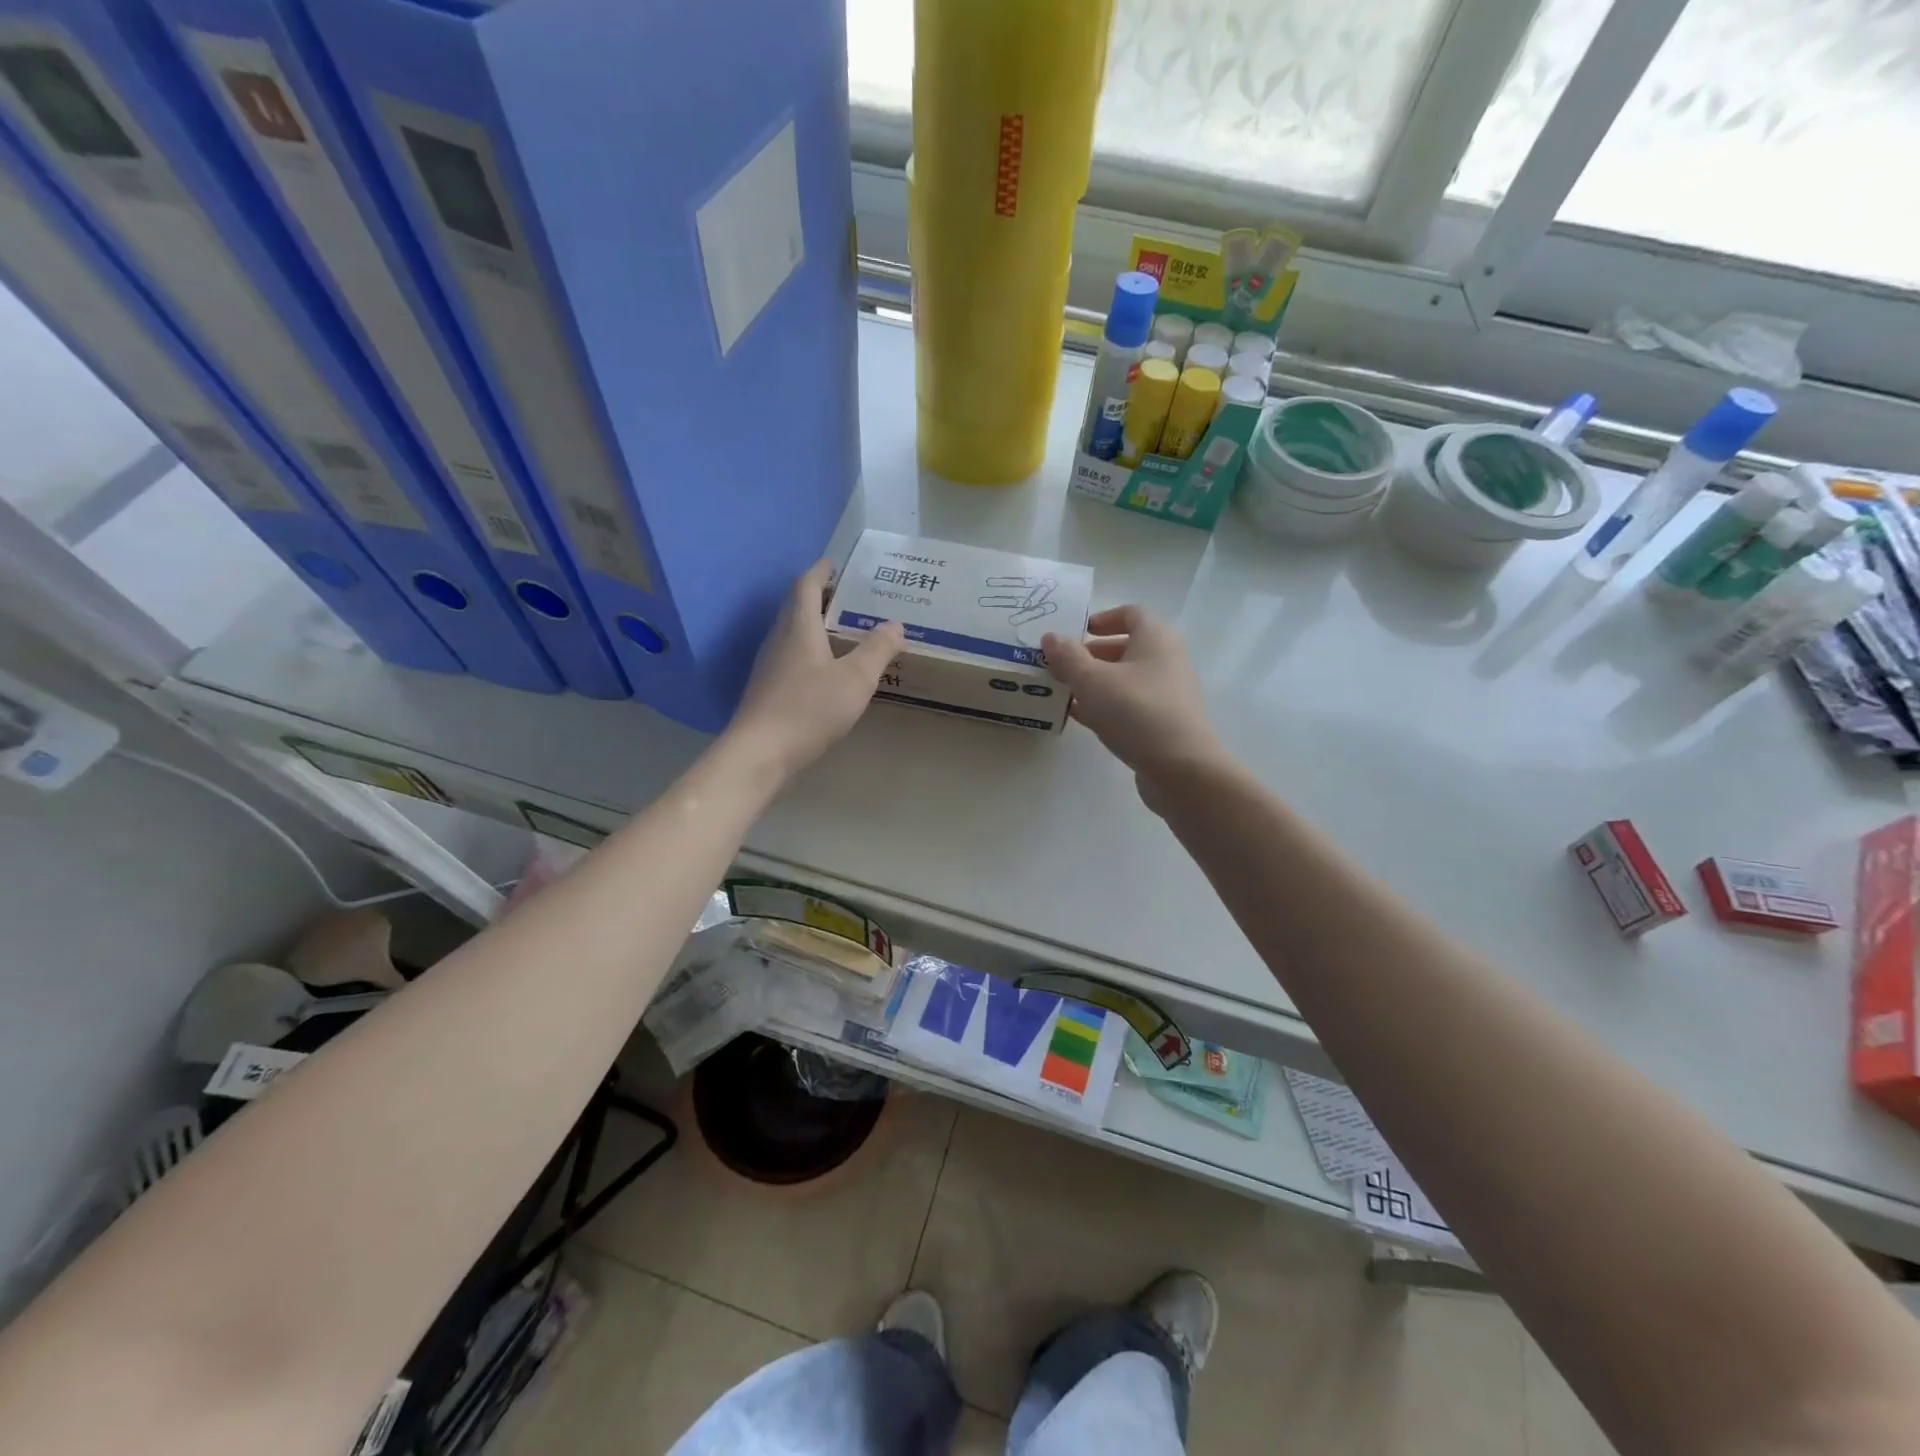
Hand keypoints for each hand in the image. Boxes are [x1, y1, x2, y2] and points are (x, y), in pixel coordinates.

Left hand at [727, 560, 904, 779]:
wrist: (760, 753)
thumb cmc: (809, 709)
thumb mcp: (855, 679)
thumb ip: (877, 650)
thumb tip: (895, 624)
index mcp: (799, 628)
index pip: (806, 586)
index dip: (822, 571)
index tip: (837, 564)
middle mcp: (779, 639)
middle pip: (796, 607)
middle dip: (820, 597)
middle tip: (850, 597)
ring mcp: (770, 666)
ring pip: (793, 633)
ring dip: (815, 625)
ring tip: (844, 631)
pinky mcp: (768, 689)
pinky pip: (791, 657)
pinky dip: (811, 651)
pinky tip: (827, 670)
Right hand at [1043, 605, 1223, 794]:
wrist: (1182, 770)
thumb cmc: (1137, 712)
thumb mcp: (1092, 681)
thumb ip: (1068, 657)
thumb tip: (1050, 638)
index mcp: (1155, 639)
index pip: (1131, 613)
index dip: (1103, 619)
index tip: (1077, 632)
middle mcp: (1167, 660)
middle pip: (1127, 647)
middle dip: (1092, 654)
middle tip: (1061, 666)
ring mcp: (1168, 693)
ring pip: (1126, 679)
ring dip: (1096, 683)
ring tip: (1065, 692)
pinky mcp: (1165, 723)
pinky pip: (1131, 705)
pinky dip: (1107, 706)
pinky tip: (1083, 718)